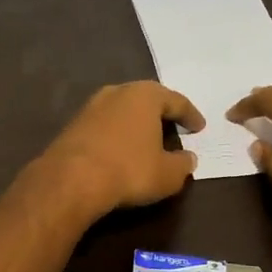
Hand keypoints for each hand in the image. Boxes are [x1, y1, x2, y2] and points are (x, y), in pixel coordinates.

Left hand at [33, 81, 203, 220]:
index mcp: (145, 95)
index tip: (200, 127)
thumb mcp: (168, 174)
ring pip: (122, 110)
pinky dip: (117, 134)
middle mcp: (117, 92)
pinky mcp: (73, 124)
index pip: (176, 101)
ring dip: (136, 123)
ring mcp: (91, 106)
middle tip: (174, 127)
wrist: (71, 179)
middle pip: (146, 99)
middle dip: (161, 113)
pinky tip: (121, 149)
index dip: (190, 115)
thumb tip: (188, 159)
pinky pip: (105, 124)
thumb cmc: (129, 170)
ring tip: (147, 138)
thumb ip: (183, 164)